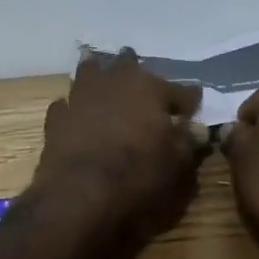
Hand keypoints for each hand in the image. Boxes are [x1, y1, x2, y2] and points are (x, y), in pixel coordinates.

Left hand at [32, 50, 204, 240]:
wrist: (80, 194)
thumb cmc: (137, 175)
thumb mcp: (176, 163)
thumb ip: (189, 141)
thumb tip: (200, 128)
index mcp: (150, 89)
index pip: (179, 90)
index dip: (189, 99)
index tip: (195, 105)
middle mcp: (115, 82)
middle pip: (128, 65)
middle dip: (136, 69)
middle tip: (141, 78)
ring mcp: (82, 96)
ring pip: (90, 72)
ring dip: (98, 72)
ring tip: (101, 72)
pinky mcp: (57, 117)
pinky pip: (66, 103)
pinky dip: (72, 106)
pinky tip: (74, 111)